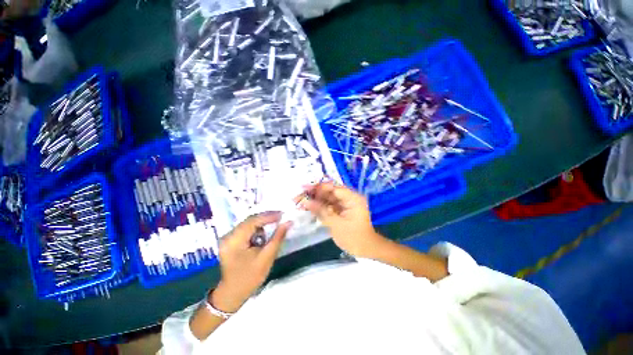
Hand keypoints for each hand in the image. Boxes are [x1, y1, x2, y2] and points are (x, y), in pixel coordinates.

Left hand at [213, 212, 290, 312]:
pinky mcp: (230, 240)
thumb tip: (288, 222)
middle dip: (266, 219)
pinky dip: (256, 229)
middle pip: (250, 220)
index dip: (269, 216)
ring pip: (248, 223)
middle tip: (281, 218)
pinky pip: (246, 228)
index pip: (253, 221)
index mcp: (234, 241)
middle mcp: (228, 236)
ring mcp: (227, 237)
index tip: (283, 214)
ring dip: (261, 224)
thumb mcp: (267, 258)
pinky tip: (262, 236)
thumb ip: (278, 237)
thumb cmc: (250, 278)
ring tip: (272, 228)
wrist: (233, 293)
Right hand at [300, 182, 386, 257]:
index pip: (333, 188)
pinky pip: (328, 205)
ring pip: (327, 198)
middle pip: (329, 192)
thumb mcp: (336, 224)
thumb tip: (305, 201)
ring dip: (315, 199)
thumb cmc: (354, 237)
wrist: (365, 249)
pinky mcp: (340, 210)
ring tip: (300, 200)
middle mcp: (349, 198)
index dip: (318, 187)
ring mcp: (344, 204)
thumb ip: (321, 211)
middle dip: (314, 193)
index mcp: (352, 198)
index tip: (304, 188)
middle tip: (299, 195)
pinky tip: (308, 206)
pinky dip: (319, 206)